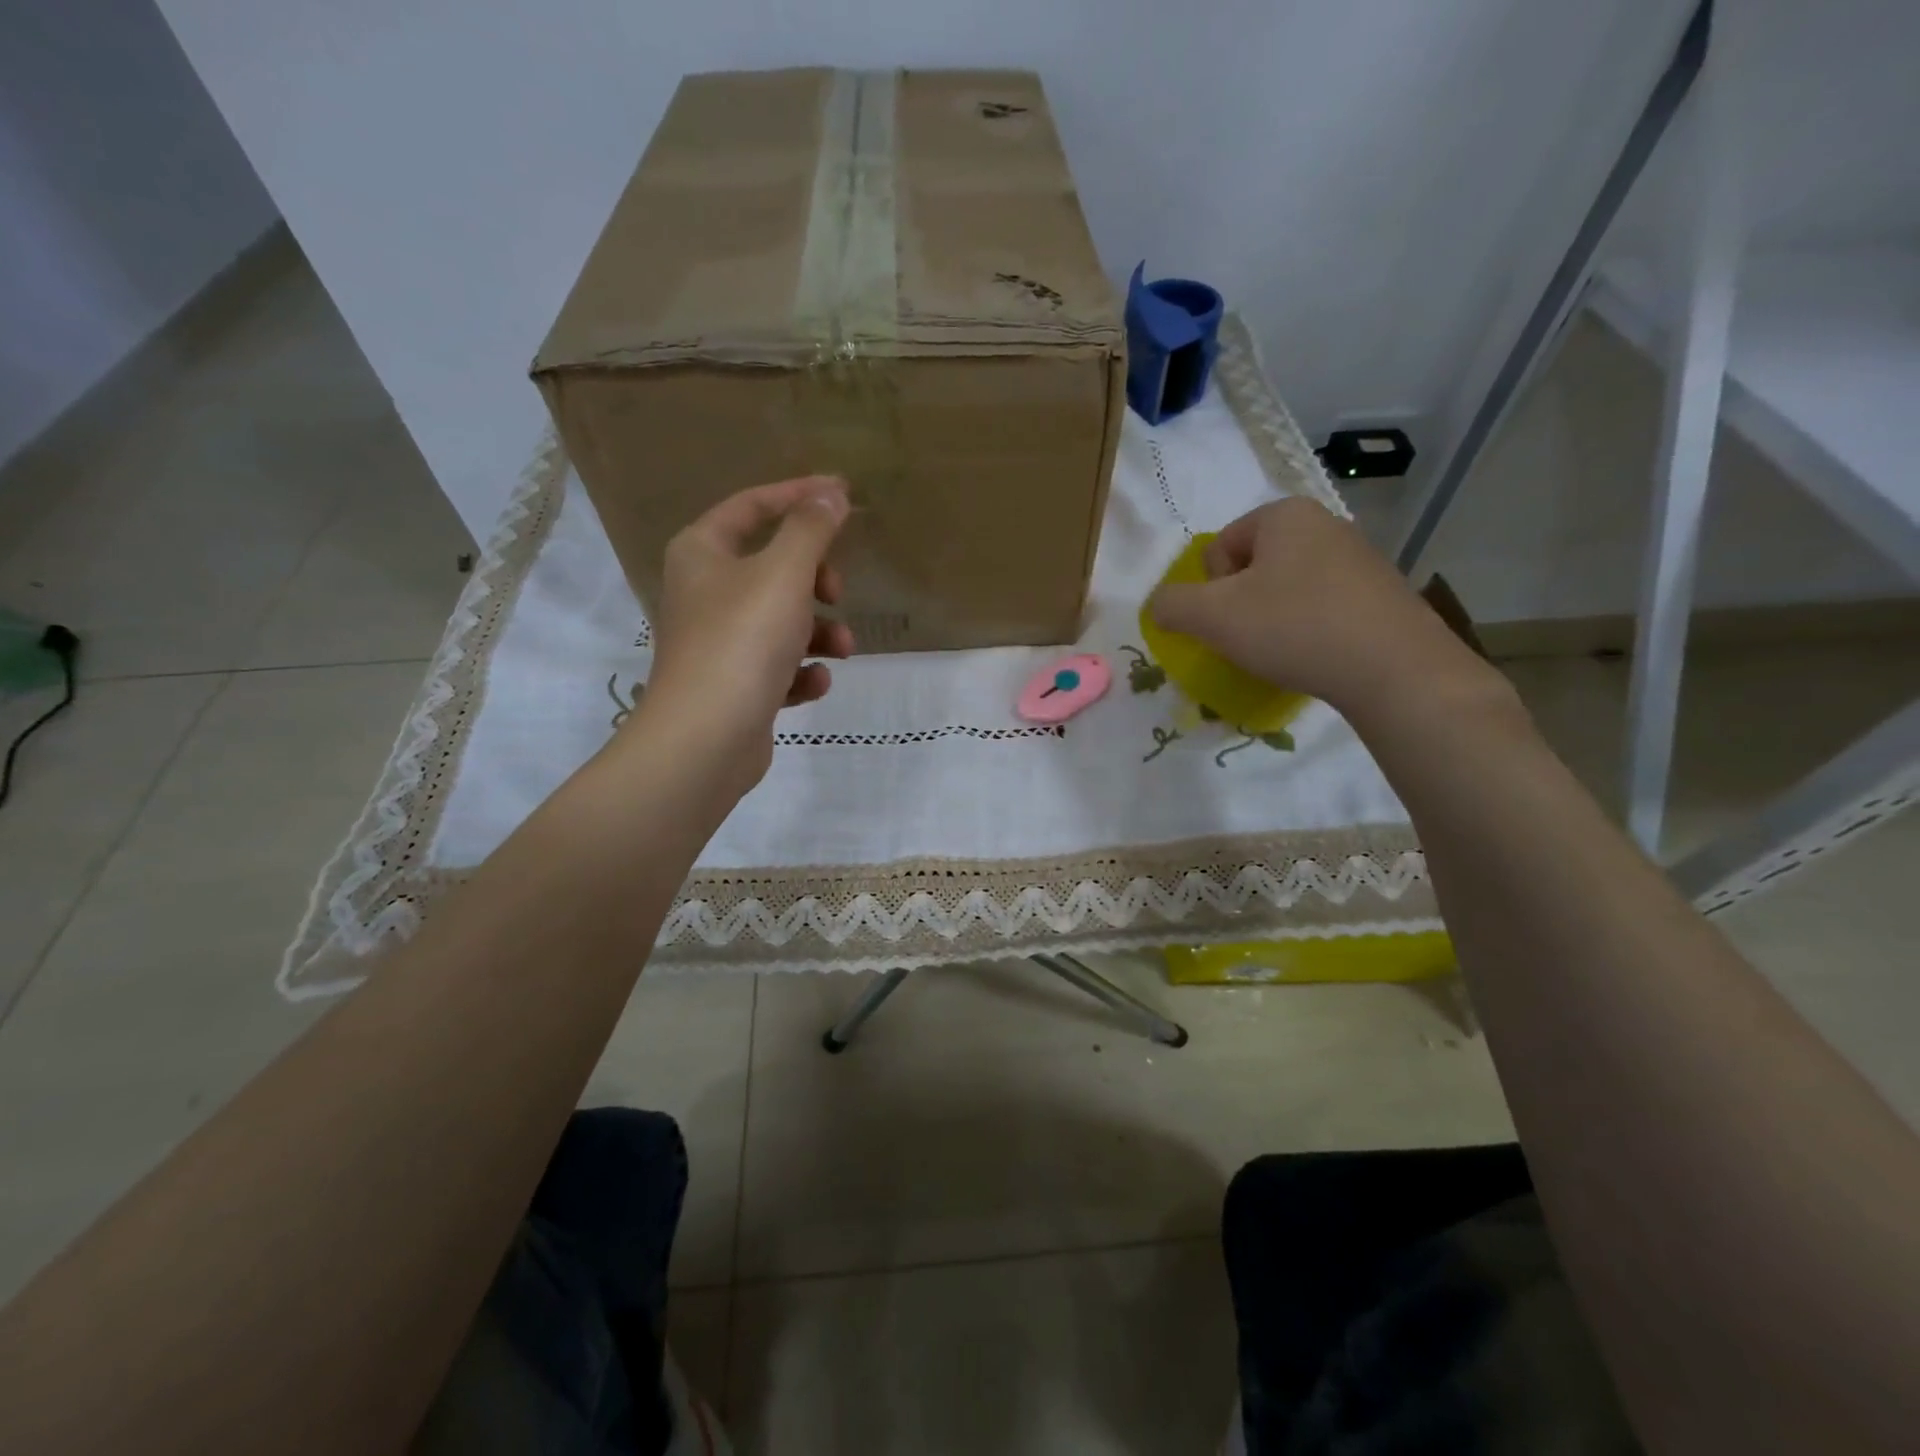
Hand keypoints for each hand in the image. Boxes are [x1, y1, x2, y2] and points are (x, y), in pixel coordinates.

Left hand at [640, 475, 853, 784]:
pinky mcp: (734, 684)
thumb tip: (832, 492)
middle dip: (815, 579)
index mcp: (702, 552)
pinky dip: (801, 670)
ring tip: (842, 650)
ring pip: (782, 619)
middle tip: (836, 592)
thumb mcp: (785, 574)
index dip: (799, 496)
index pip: (753, 506)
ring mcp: (718, 641)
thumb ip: (811, 529)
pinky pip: (777, 665)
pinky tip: (814, 683)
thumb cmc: (742, 641)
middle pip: (773, 566)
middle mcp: (704, 591)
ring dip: (819, 631)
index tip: (844, 495)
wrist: (706, 739)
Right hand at [1147, 497, 1500, 726]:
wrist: (1393, 669)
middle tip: (1252, 639)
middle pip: (1253, 568)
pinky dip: (1309, 630)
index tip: (1232, 619)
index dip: (1212, 590)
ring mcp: (1360, 559)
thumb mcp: (1212, 616)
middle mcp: (1325, 524)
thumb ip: (1171, 604)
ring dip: (1273, 619)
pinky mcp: (1382, 594)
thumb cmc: (1293, 627)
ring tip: (1284, 652)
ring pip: (1288, 590)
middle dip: (1242, 604)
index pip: (1220, 549)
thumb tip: (1159, 605)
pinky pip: (1323, 608)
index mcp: (1285, 515)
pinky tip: (1316, 656)